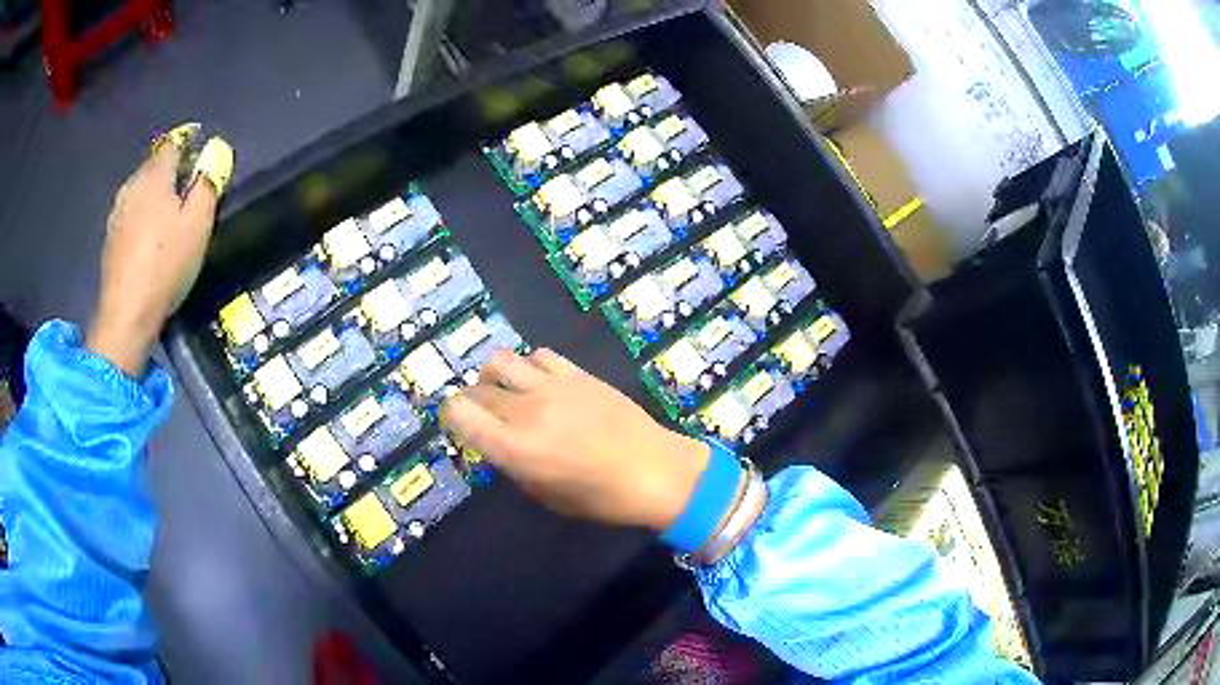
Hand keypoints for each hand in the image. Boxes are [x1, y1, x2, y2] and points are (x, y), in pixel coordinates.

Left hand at [87, 141, 219, 375]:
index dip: (189, 141)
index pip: (174, 142)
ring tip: (170, 212)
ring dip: (156, 192)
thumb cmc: (165, 265)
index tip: (201, 149)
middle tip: (189, 185)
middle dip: (172, 168)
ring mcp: (118, 212)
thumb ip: (208, 182)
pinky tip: (150, 235)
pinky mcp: (110, 238)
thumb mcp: (199, 222)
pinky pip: (131, 212)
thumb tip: (214, 153)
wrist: (126, 315)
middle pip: (155, 164)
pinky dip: (143, 214)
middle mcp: (133, 184)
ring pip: (141, 189)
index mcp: (155, 175)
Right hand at [440, 349, 709, 530]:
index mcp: (514, 448)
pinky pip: (539, 355)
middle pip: (477, 389)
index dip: (452, 417)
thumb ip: (514, 466)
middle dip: (471, 402)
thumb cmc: (601, 498)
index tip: (461, 427)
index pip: (458, 412)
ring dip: (494, 376)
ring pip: (501, 361)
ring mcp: (552, 386)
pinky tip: (540, 383)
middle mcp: (526, 410)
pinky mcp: (577, 373)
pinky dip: (529, 367)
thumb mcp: (546, 495)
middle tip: (483, 416)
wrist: (656, 470)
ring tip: (506, 392)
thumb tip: (499, 445)